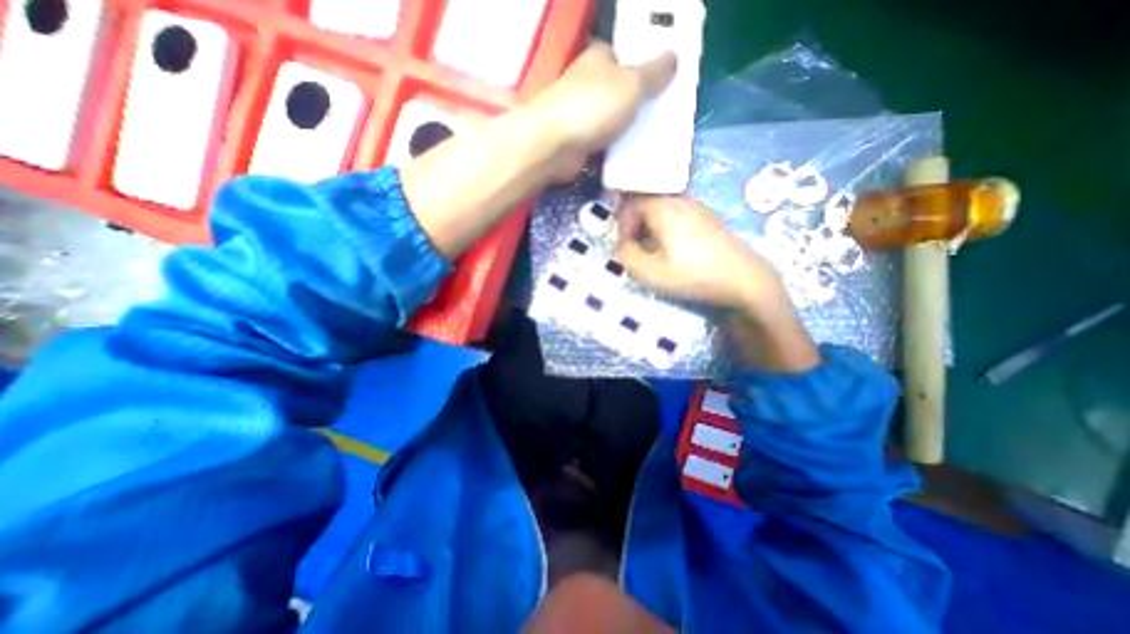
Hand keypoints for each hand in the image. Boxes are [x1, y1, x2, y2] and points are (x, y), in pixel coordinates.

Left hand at [528, 39, 674, 157]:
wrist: (555, 145)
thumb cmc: (593, 107)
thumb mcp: (632, 84)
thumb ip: (654, 73)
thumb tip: (673, 57)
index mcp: (598, 59)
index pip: (625, 58)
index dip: (644, 70)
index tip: (663, 86)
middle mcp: (587, 84)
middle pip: (620, 93)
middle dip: (638, 105)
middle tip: (663, 117)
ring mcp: (581, 115)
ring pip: (613, 121)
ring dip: (628, 131)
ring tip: (653, 140)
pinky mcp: (578, 142)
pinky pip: (604, 144)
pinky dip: (616, 150)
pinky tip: (633, 157)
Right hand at [615, 195, 788, 314]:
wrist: (743, 279)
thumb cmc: (693, 275)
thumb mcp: (650, 272)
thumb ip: (626, 255)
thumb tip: (622, 245)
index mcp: (663, 208)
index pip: (630, 203)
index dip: (621, 225)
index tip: (624, 247)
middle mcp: (680, 199)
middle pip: (645, 202)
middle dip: (633, 224)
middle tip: (633, 248)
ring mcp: (697, 207)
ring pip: (661, 208)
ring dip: (649, 226)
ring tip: (650, 251)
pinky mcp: (707, 218)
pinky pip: (676, 214)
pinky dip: (665, 228)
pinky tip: (671, 249)